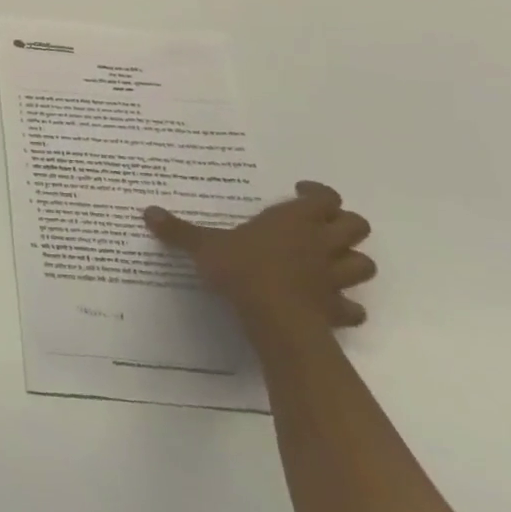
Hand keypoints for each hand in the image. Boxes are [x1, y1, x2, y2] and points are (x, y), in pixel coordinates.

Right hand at [144, 181, 374, 341]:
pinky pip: (353, 307)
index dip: (318, 193)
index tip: (299, 192)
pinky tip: (330, 305)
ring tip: (329, 262)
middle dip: (343, 224)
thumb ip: (179, 230)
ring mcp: (334, 278)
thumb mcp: (203, 246)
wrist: (275, 319)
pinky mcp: (337, 310)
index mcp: (294, 220)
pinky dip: (347, 305)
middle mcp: (320, 243)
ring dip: (352, 261)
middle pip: (356, 225)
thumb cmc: (242, 270)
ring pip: (364, 263)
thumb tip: (147, 211)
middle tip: (318, 225)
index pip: (325, 197)